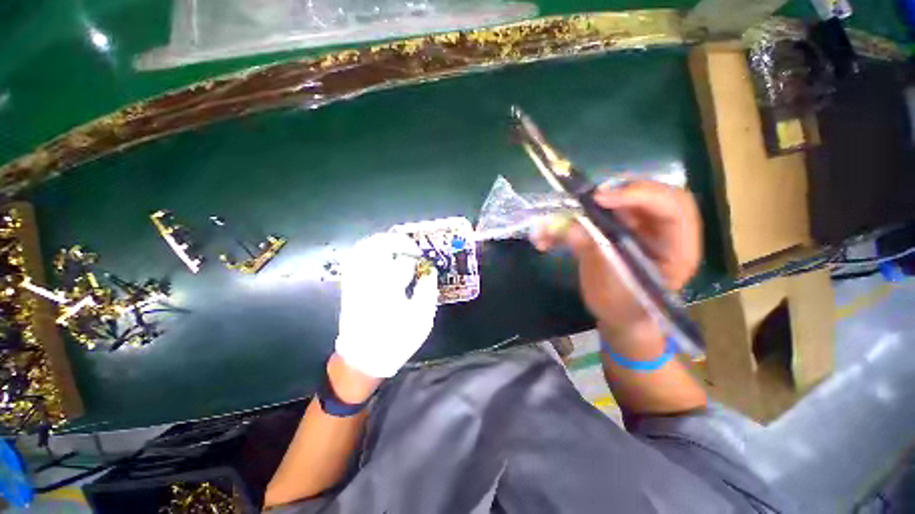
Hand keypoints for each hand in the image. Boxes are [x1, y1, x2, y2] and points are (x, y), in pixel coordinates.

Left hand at [335, 232, 438, 377]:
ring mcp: (356, 283)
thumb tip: (430, 273)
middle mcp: (369, 282)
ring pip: (363, 251)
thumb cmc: (395, 341)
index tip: (422, 255)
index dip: (414, 254)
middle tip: (409, 244)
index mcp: (390, 290)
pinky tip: (380, 256)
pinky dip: (368, 252)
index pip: (402, 261)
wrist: (362, 359)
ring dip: (381, 243)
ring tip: (396, 246)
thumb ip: (427, 293)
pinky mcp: (349, 287)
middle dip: (395, 241)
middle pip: (377, 248)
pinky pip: (355, 261)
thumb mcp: (421, 321)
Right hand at [531, 180, 701, 338]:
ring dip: (596, 203)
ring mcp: (643, 228)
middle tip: (589, 199)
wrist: (620, 317)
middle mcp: (665, 232)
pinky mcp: (621, 229)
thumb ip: (593, 254)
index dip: (639, 195)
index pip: (673, 207)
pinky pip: (603, 213)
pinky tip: (554, 235)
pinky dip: (577, 218)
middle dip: (620, 192)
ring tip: (572, 213)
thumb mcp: (611, 287)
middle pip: (652, 194)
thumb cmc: (623, 309)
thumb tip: (570, 228)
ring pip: (626, 199)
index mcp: (678, 249)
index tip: (600, 199)